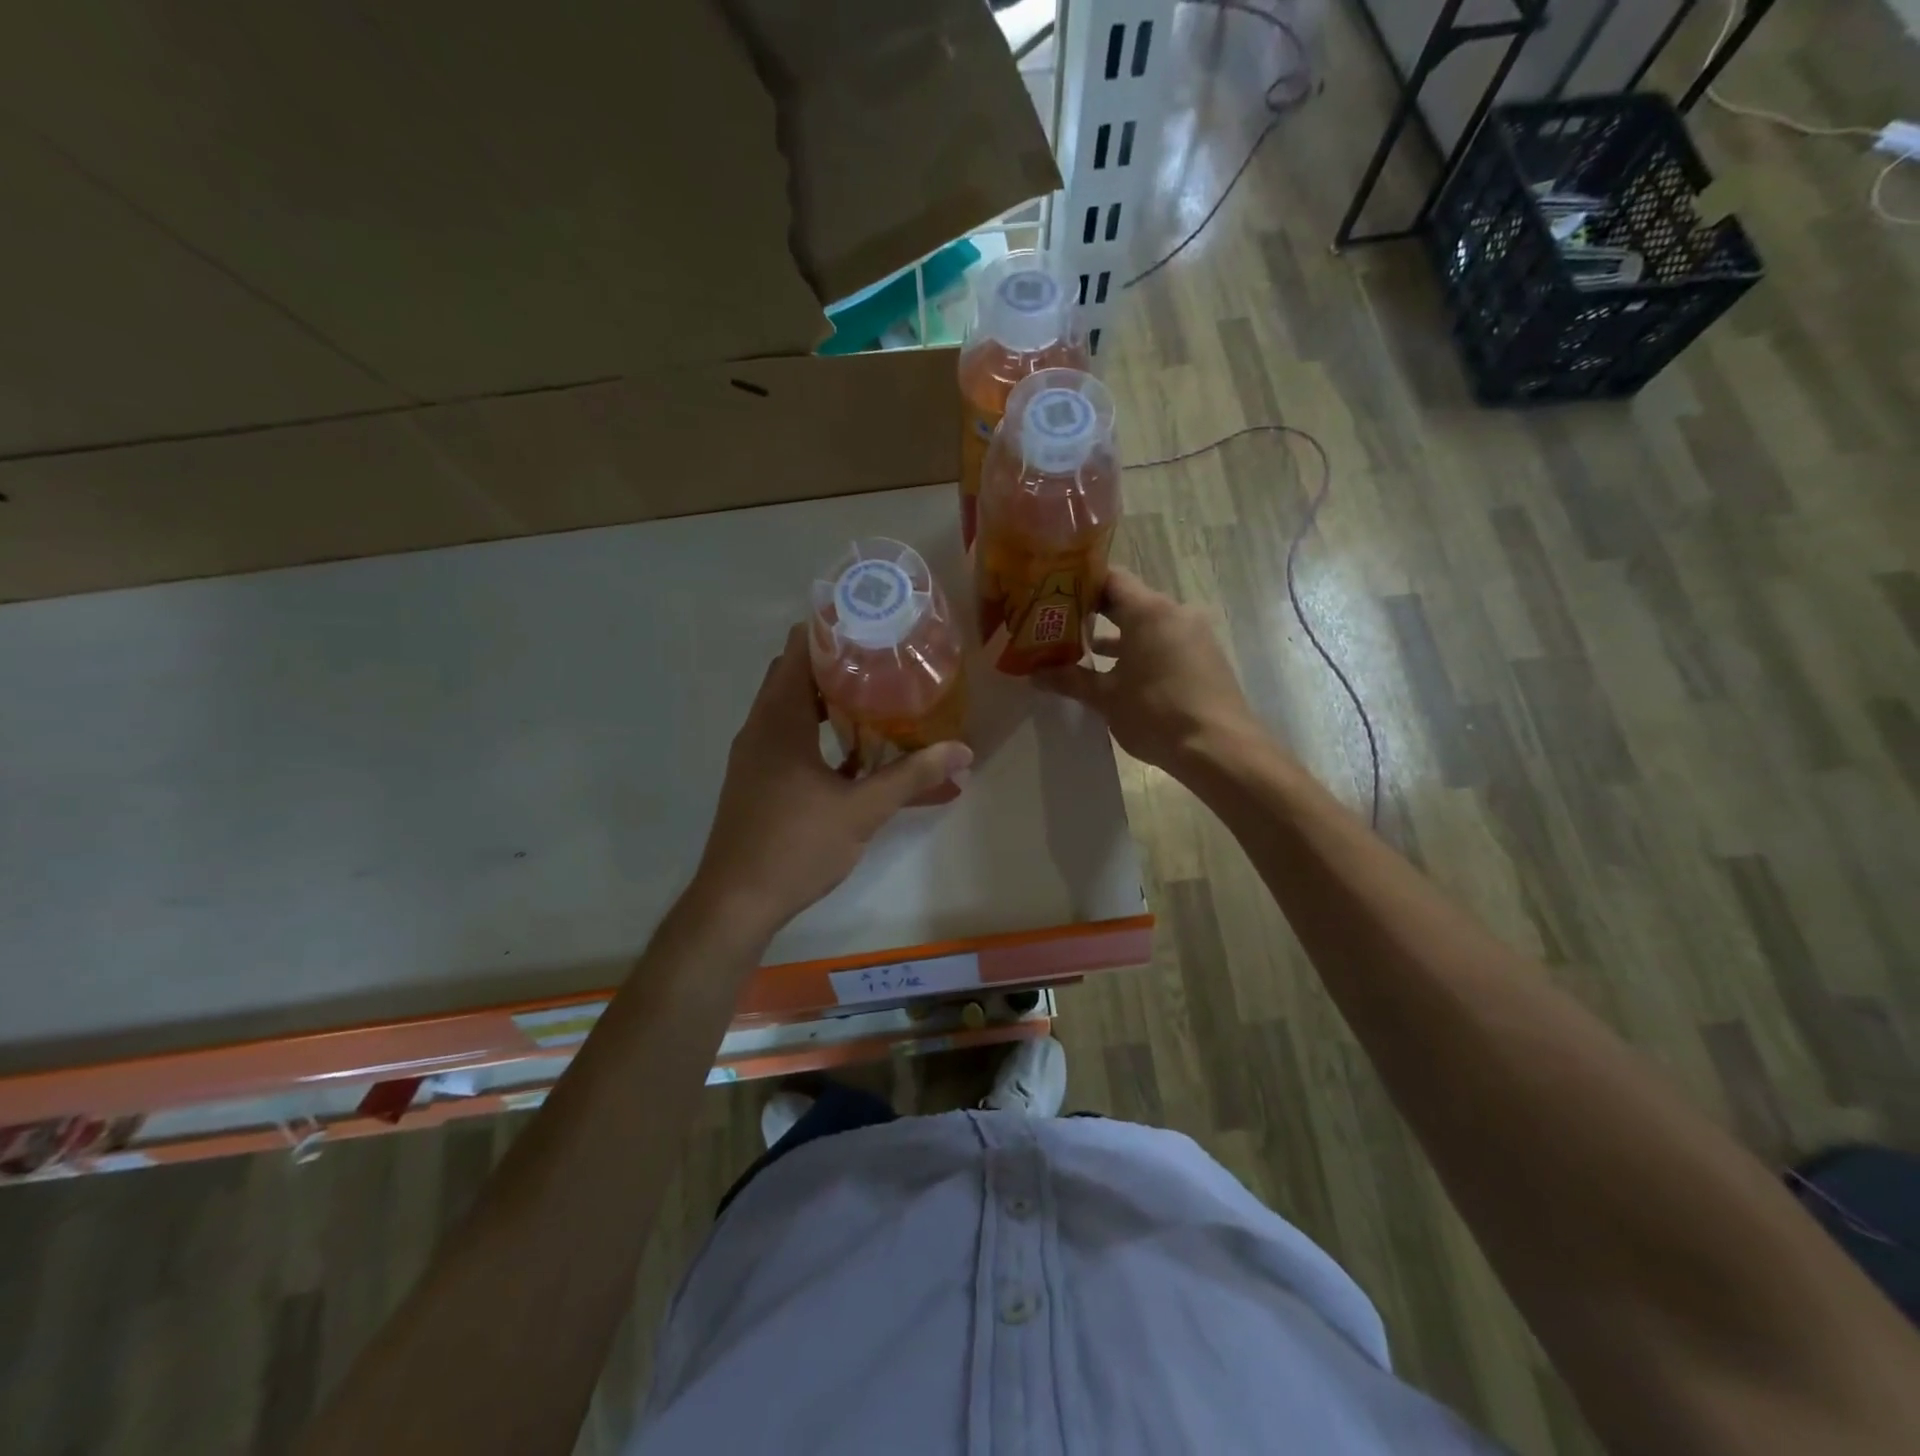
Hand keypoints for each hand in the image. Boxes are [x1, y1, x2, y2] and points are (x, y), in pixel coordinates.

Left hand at [689, 624, 972, 941]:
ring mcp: (753, 755)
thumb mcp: (862, 810)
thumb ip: (912, 777)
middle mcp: (760, 727)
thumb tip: (963, 751)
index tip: (872, 623)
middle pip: (795, 674)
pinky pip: (786, 737)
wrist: (736, 902)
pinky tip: (851, 753)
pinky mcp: (755, 779)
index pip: (799, 649)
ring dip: (826, 699)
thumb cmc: (796, 846)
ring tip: (874, 697)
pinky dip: (815, 731)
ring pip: (789, 708)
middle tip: (883, 660)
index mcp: (779, 720)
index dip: (832, 629)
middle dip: (836, 663)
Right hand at [1034, 566, 1259, 773]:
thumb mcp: (1106, 698)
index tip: (1054, 598)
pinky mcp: (1205, 656)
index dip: (1079, 585)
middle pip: (1129, 600)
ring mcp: (1194, 633)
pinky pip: (1166, 641)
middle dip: (1095, 613)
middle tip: (1060, 626)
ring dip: (1118, 636)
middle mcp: (1175, 612)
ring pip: (1148, 623)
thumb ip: (1070, 680)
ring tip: (1083, 651)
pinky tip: (1119, 673)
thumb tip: (1034, 675)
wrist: (1219, 748)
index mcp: (1148, 610)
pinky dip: (1141, 649)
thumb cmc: (1156, 714)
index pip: (1109, 578)